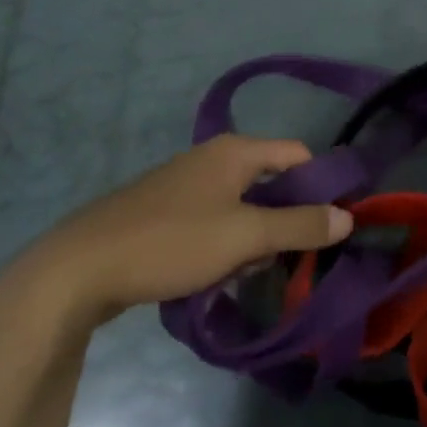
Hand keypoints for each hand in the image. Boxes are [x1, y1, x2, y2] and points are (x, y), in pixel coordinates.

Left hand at [5, 136, 351, 327]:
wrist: (80, 269)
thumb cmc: (172, 241)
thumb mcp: (244, 235)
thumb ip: (299, 226)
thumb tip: (347, 218)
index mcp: (235, 151)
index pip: (299, 155)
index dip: (320, 187)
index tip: (332, 228)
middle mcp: (214, 158)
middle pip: (271, 182)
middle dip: (285, 220)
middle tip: (289, 259)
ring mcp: (187, 184)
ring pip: (243, 206)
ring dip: (255, 237)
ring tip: (249, 273)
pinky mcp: (166, 211)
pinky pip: (215, 220)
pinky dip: (226, 243)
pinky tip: (217, 275)